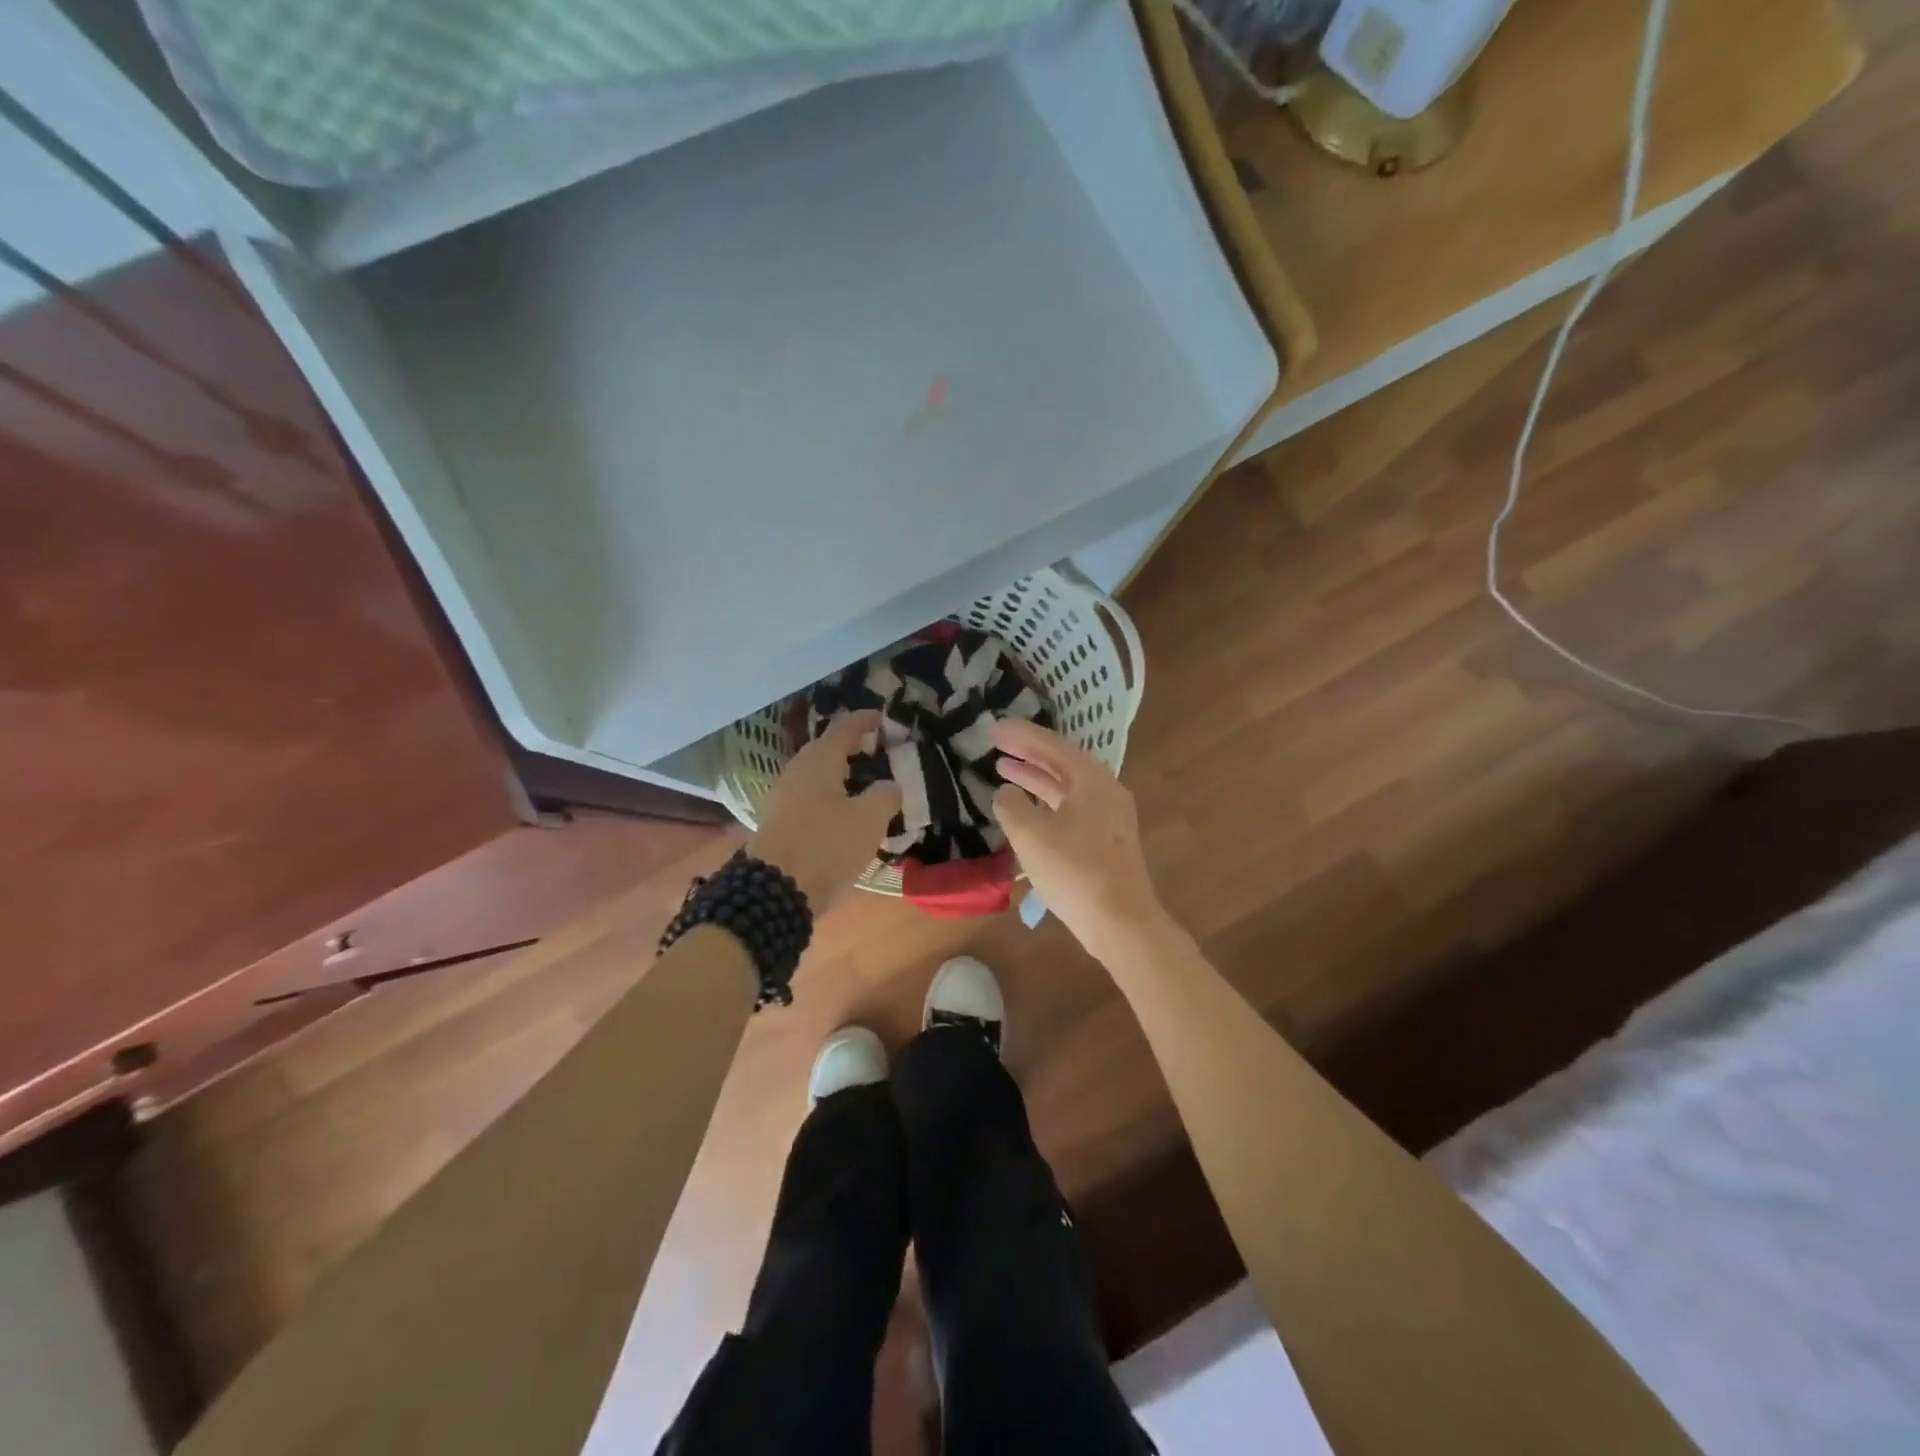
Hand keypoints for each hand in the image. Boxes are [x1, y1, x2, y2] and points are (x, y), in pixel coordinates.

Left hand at [748, 711, 901, 910]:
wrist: (775, 891)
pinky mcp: (779, 823)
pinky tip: (846, 815)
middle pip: (828, 751)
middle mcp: (797, 771)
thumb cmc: (827, 844)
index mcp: (819, 760)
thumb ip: (886, 795)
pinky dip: (831, 799)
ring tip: (868, 787)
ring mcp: (783, 798)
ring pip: (818, 777)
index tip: (883, 718)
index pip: (845, 727)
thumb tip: (888, 786)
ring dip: (842, 777)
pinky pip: (811, 800)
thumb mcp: (870, 818)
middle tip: (879, 753)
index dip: (866, 720)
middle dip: (854, 749)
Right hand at [991, 719, 1166, 960]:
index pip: (1052, 746)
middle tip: (997, 744)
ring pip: (1067, 787)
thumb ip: (1012, 806)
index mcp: (1091, 779)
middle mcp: (1106, 790)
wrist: (1121, 921)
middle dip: (1028, 753)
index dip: (1021, 735)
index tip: (994, 728)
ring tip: (1004, 771)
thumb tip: (1006, 792)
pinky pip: (1073, 807)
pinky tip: (1029, 809)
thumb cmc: (1074, 871)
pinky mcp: (1108, 840)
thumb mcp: (1031, 835)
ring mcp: (1110, 816)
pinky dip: (1048, 801)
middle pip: (1062, 763)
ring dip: (1036, 778)